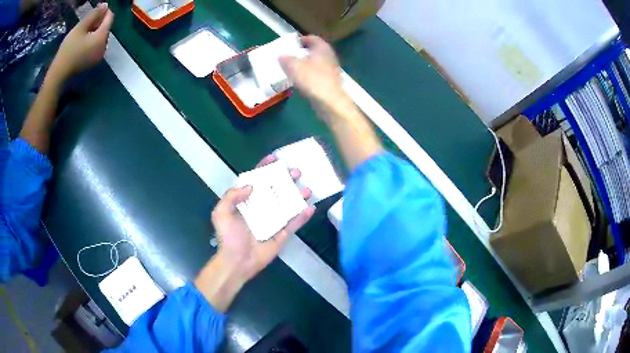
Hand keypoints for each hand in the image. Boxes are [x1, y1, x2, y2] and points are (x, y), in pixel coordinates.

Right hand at [48, 3, 113, 82]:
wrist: (59, 74)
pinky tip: (83, 41)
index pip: (110, 18)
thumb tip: (105, 5)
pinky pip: (96, 46)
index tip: (96, 10)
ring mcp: (99, 56)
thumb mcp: (80, 28)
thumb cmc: (68, 49)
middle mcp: (105, 46)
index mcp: (103, 37)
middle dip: (99, 22)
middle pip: (106, 28)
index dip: (104, 11)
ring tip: (83, 31)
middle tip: (87, 21)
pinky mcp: (93, 62)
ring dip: (95, 31)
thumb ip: (94, 14)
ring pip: (101, 37)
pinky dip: (92, 40)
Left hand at [211, 155, 314, 280]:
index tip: (275, 158)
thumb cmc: (228, 237)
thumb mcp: (221, 213)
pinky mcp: (281, 234)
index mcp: (245, 202)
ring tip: (308, 188)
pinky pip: (293, 224)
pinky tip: (311, 208)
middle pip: (274, 189)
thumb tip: (251, 186)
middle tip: (296, 172)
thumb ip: (232, 196)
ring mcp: (272, 221)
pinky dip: (302, 216)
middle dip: (285, 179)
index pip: (255, 180)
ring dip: (297, 196)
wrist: (237, 262)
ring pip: (287, 204)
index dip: (264, 168)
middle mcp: (260, 208)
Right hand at [279, 35, 346, 108]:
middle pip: (313, 50)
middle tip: (288, 56)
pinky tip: (299, 81)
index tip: (290, 44)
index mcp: (322, 47)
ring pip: (315, 63)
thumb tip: (280, 56)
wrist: (330, 101)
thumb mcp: (293, 66)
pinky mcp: (330, 81)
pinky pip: (316, 74)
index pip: (311, 38)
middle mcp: (329, 56)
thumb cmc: (312, 79)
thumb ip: (285, 59)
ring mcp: (331, 69)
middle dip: (301, 53)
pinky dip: (308, 75)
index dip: (300, 40)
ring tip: (291, 69)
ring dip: (304, 64)